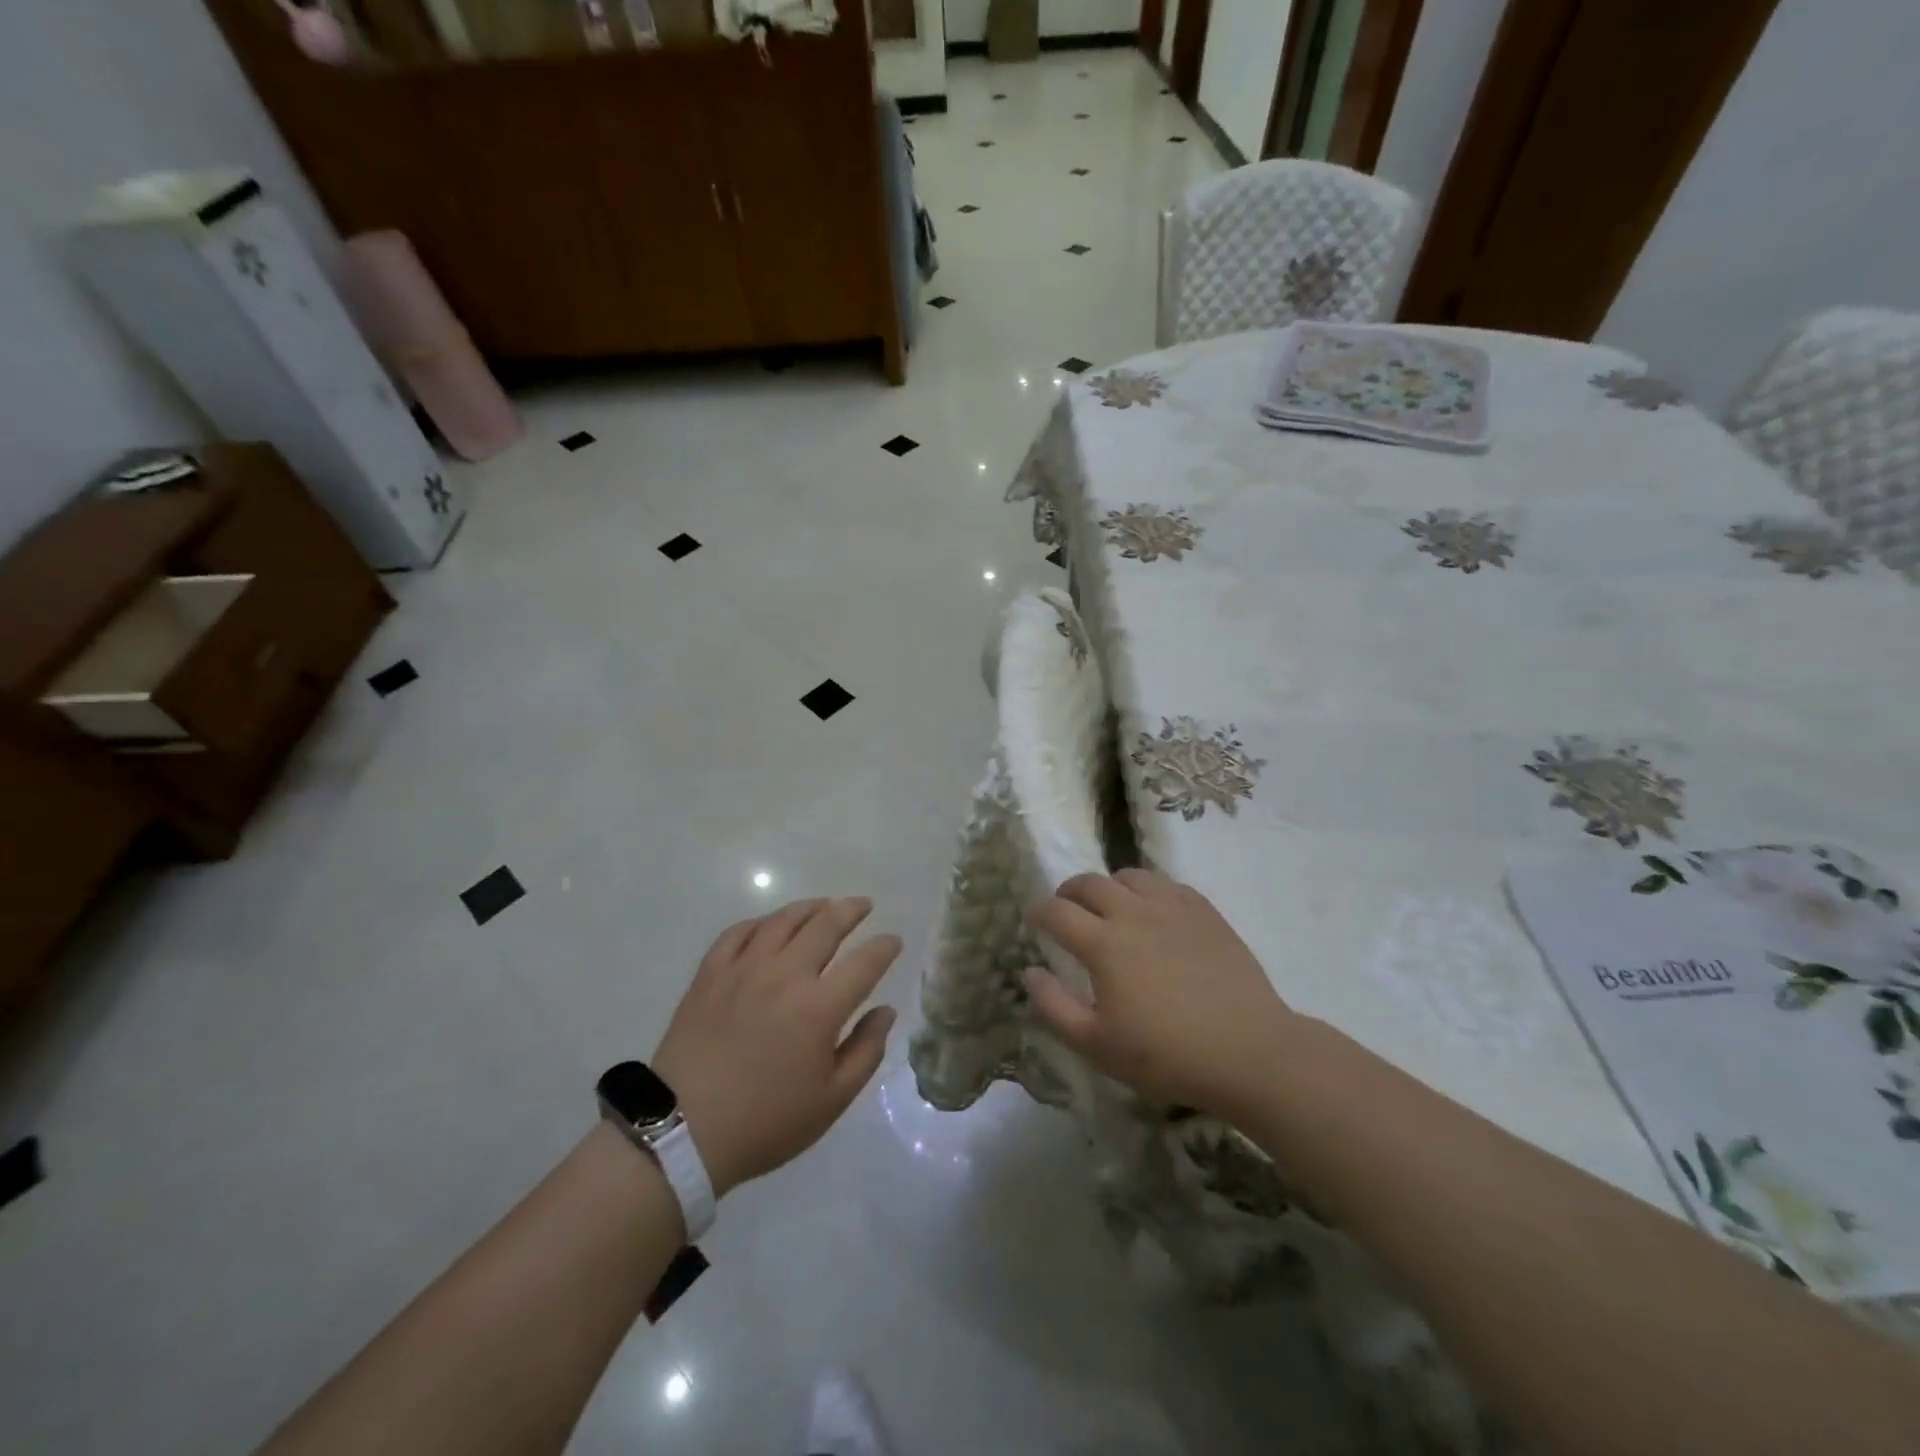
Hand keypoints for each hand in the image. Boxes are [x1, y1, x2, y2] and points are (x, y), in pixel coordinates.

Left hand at [653, 898, 899, 1196]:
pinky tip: (769, 925)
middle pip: (825, 925)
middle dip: (851, 910)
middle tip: (864, 905)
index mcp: (820, 1008)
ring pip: (783, 920)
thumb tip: (885, 1011)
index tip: (894, 941)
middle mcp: (785, 975)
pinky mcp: (710, 973)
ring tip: (823, 905)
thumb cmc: (765, 1121)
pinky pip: (739, 932)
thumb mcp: (831, 1100)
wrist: (682, 1132)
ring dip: (810, 907)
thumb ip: (866, 1051)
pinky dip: (761, 922)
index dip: (884, 947)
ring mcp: (744, 969)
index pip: (865, 962)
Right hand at [1024, 870, 1295, 1115]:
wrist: (1249, 1051)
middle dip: (1068, 892)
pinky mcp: (1205, 912)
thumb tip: (1030, 972)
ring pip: (1130, 875)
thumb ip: (1054, 1006)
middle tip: (1065, 909)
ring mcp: (1173, 908)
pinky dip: (1148, 890)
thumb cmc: (1167, 1055)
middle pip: (1090, 883)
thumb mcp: (1097, 1045)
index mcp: (1104, 944)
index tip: (1034, 919)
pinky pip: (1167, 884)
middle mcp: (1134, 913)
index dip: (1038, 911)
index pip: (1057, 911)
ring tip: (1110, 906)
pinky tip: (1153, 912)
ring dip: (1110, 886)